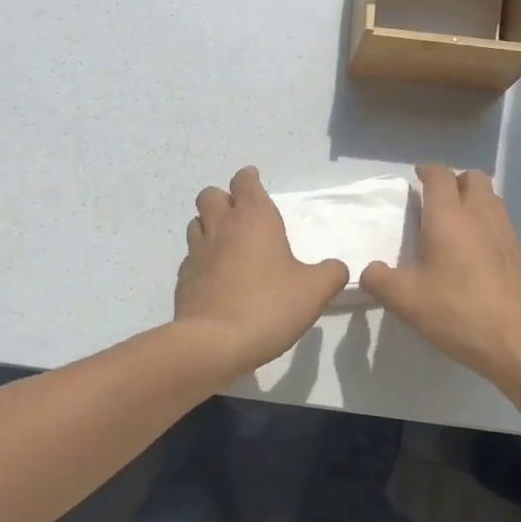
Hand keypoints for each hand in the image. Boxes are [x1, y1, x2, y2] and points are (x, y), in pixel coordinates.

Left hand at [174, 166, 348, 378]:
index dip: (249, 178)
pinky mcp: (183, 279)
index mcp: (254, 218)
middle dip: (223, 198)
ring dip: (209, 226)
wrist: (214, 343)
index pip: (245, 182)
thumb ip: (331, 274)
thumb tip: (337, 267)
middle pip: (210, 195)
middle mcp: (221, 227)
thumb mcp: (314, 291)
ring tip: (226, 243)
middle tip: (239, 214)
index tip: (254, 181)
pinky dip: (201, 260)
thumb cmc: (268, 305)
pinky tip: (215, 278)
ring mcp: (197, 252)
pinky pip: (190, 258)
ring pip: (196, 223)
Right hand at [361, 164, 520, 397]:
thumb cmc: (459, 313)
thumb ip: (379, 280)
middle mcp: (482, 216)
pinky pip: (503, 226)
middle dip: (455, 181)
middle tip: (437, 201)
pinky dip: (488, 227)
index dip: (427, 171)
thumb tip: (369, 271)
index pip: (440, 176)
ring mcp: (508, 234)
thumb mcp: (406, 301)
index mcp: (450, 217)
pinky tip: (477, 257)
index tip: (416, 177)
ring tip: (456, 226)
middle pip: (473, 178)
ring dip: (474, 201)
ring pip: (492, 199)